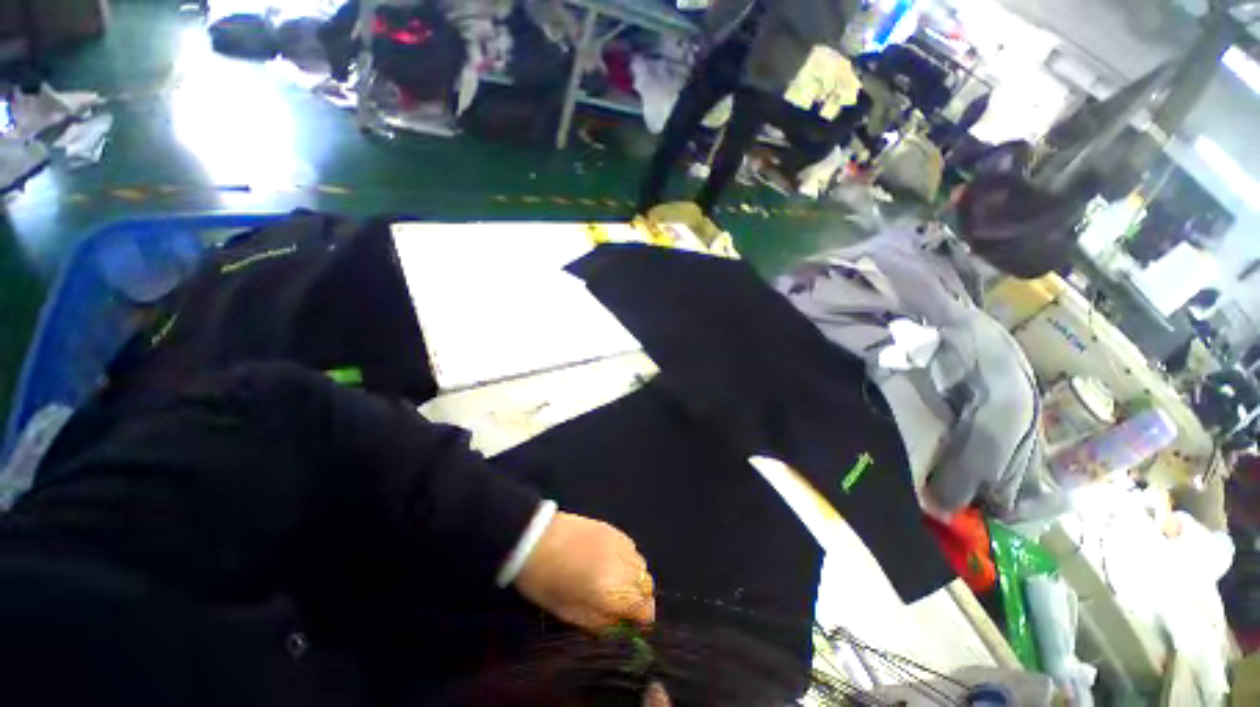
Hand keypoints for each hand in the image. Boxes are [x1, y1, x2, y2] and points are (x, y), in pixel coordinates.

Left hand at [513, 511, 655, 631]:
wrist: (536, 539)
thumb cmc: (548, 583)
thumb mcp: (572, 615)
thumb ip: (602, 624)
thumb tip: (621, 626)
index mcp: (615, 593)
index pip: (646, 609)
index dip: (641, 621)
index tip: (629, 626)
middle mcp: (625, 567)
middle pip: (647, 585)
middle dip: (639, 598)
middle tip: (620, 605)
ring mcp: (621, 544)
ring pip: (641, 565)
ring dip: (634, 577)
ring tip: (615, 582)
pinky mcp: (614, 529)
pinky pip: (631, 548)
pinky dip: (628, 559)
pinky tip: (611, 562)